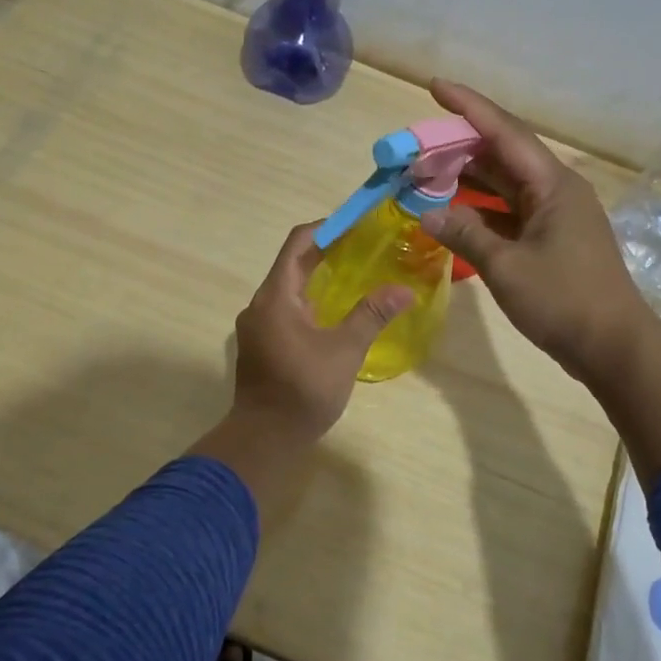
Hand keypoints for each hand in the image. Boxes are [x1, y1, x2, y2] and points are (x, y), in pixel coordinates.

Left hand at [190, 224, 411, 483]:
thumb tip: (404, 290)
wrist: (265, 438)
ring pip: (288, 288)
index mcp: (275, 296)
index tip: (356, 223)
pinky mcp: (261, 344)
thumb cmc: (303, 389)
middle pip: (292, 264)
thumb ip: (371, 315)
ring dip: (317, 277)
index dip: (326, 228)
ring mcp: (257, 325)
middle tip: (363, 247)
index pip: (298, 244)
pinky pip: (285, 309)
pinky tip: (333, 311)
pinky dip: (308, 300)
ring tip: (353, 274)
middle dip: (326, 252)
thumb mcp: (344, 350)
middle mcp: (260, 304)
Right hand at [418, 79, 651, 383]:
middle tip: (417, 145)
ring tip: (426, 174)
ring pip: (505, 185)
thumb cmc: (563, 301)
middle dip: (459, 147)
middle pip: (503, 155)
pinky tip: (452, 213)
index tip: (435, 86)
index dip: (468, 107)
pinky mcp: (552, 240)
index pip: (504, 132)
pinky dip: (480, 209)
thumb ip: (464, 234)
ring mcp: (556, 216)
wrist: (613, 347)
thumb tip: (425, 214)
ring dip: (468, 179)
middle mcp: (556, 190)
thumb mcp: (506, 267)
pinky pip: (510, 211)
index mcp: (553, 184)